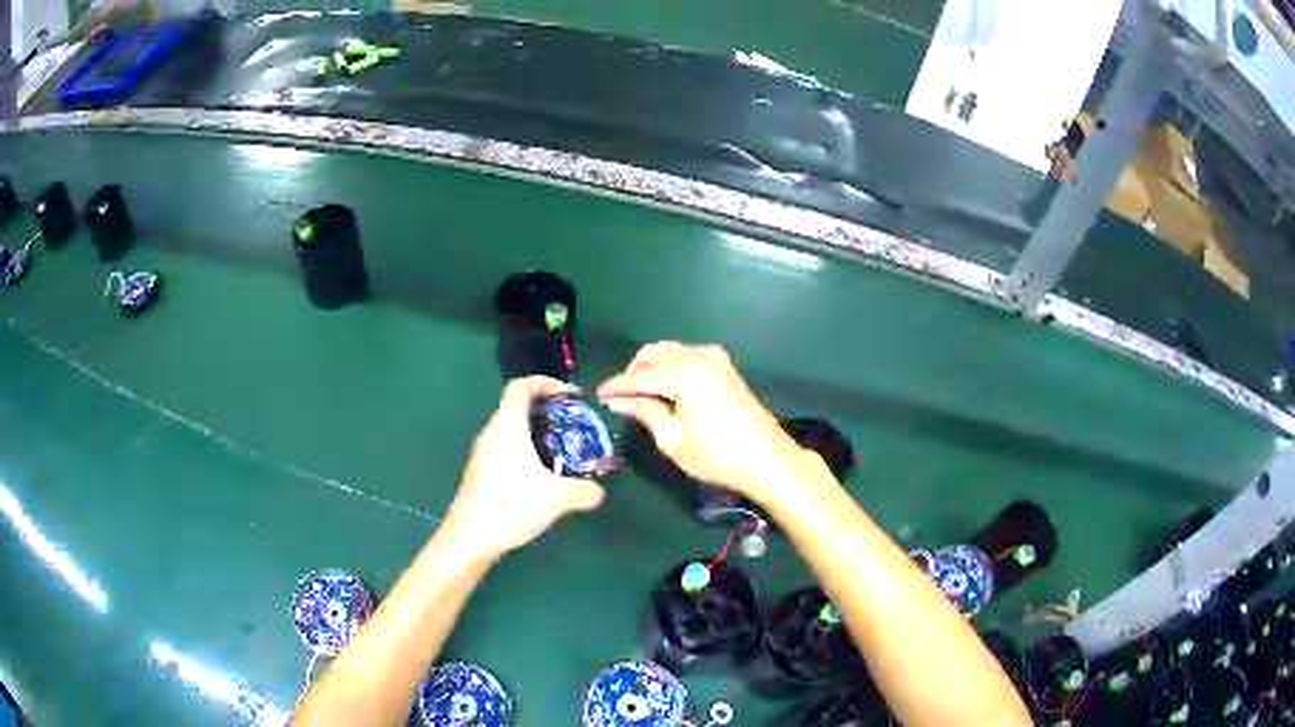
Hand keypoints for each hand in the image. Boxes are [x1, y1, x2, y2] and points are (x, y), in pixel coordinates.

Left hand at [441, 377, 605, 558]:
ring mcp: (483, 452)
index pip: (521, 385)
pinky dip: (526, 450)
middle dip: (548, 409)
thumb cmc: (510, 506)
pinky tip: (542, 475)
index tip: (571, 396)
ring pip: (511, 428)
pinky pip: (506, 447)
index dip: (546, 382)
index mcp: (507, 426)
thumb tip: (600, 491)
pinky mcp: (481, 471)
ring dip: (537, 431)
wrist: (470, 537)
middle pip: (517, 405)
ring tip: (563, 449)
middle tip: (574, 423)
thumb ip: (584, 491)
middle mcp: (492, 432)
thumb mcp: (556, 498)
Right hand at [597, 342, 814, 504]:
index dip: (616, 386)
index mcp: (684, 372)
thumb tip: (618, 401)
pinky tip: (664, 393)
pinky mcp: (723, 365)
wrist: (767, 459)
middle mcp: (698, 355)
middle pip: (652, 354)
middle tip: (620, 399)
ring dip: (650, 370)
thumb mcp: (673, 440)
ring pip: (669, 352)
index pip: (639, 375)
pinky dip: (669, 370)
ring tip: (640, 399)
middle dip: (633, 373)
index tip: (597, 395)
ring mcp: (714, 357)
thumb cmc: (717, 456)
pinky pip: (685, 358)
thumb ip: (645, 412)